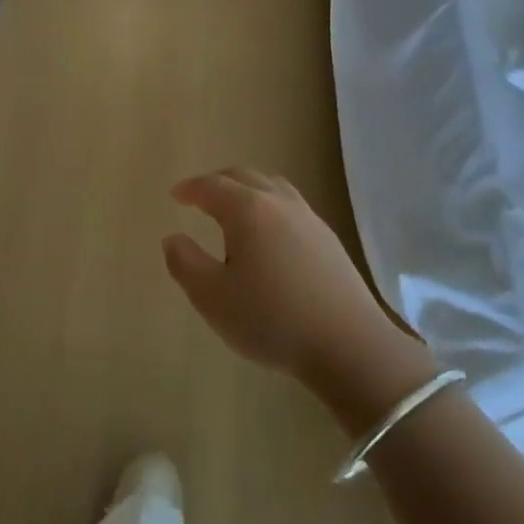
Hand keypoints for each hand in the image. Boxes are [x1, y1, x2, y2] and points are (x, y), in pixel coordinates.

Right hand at [162, 169, 431, 402]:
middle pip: (244, 176)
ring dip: (247, 189)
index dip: (191, 188)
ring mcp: (309, 219)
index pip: (212, 186)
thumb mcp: (212, 298)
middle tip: (200, 196)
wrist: (350, 346)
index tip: (176, 195)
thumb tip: (173, 238)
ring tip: (233, 209)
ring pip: (272, 186)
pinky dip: (269, 205)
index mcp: (248, 210)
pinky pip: (291, 205)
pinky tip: (269, 235)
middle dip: (217, 181)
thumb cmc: (272, 320)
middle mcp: (279, 204)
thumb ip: (185, 264)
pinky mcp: (329, 240)